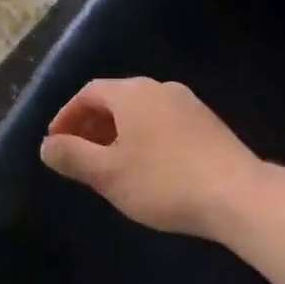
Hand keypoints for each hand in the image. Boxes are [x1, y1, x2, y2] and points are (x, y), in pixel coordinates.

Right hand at [39, 78, 264, 237]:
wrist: (236, 194)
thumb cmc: (163, 182)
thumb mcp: (108, 173)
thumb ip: (72, 156)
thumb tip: (47, 145)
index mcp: (133, 93)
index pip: (89, 93)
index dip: (66, 116)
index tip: (55, 143)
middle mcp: (162, 89)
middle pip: (116, 99)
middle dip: (91, 125)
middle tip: (77, 156)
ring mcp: (189, 105)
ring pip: (141, 113)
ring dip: (118, 133)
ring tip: (108, 165)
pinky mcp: (208, 125)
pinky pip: (163, 123)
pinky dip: (143, 138)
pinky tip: (145, 168)